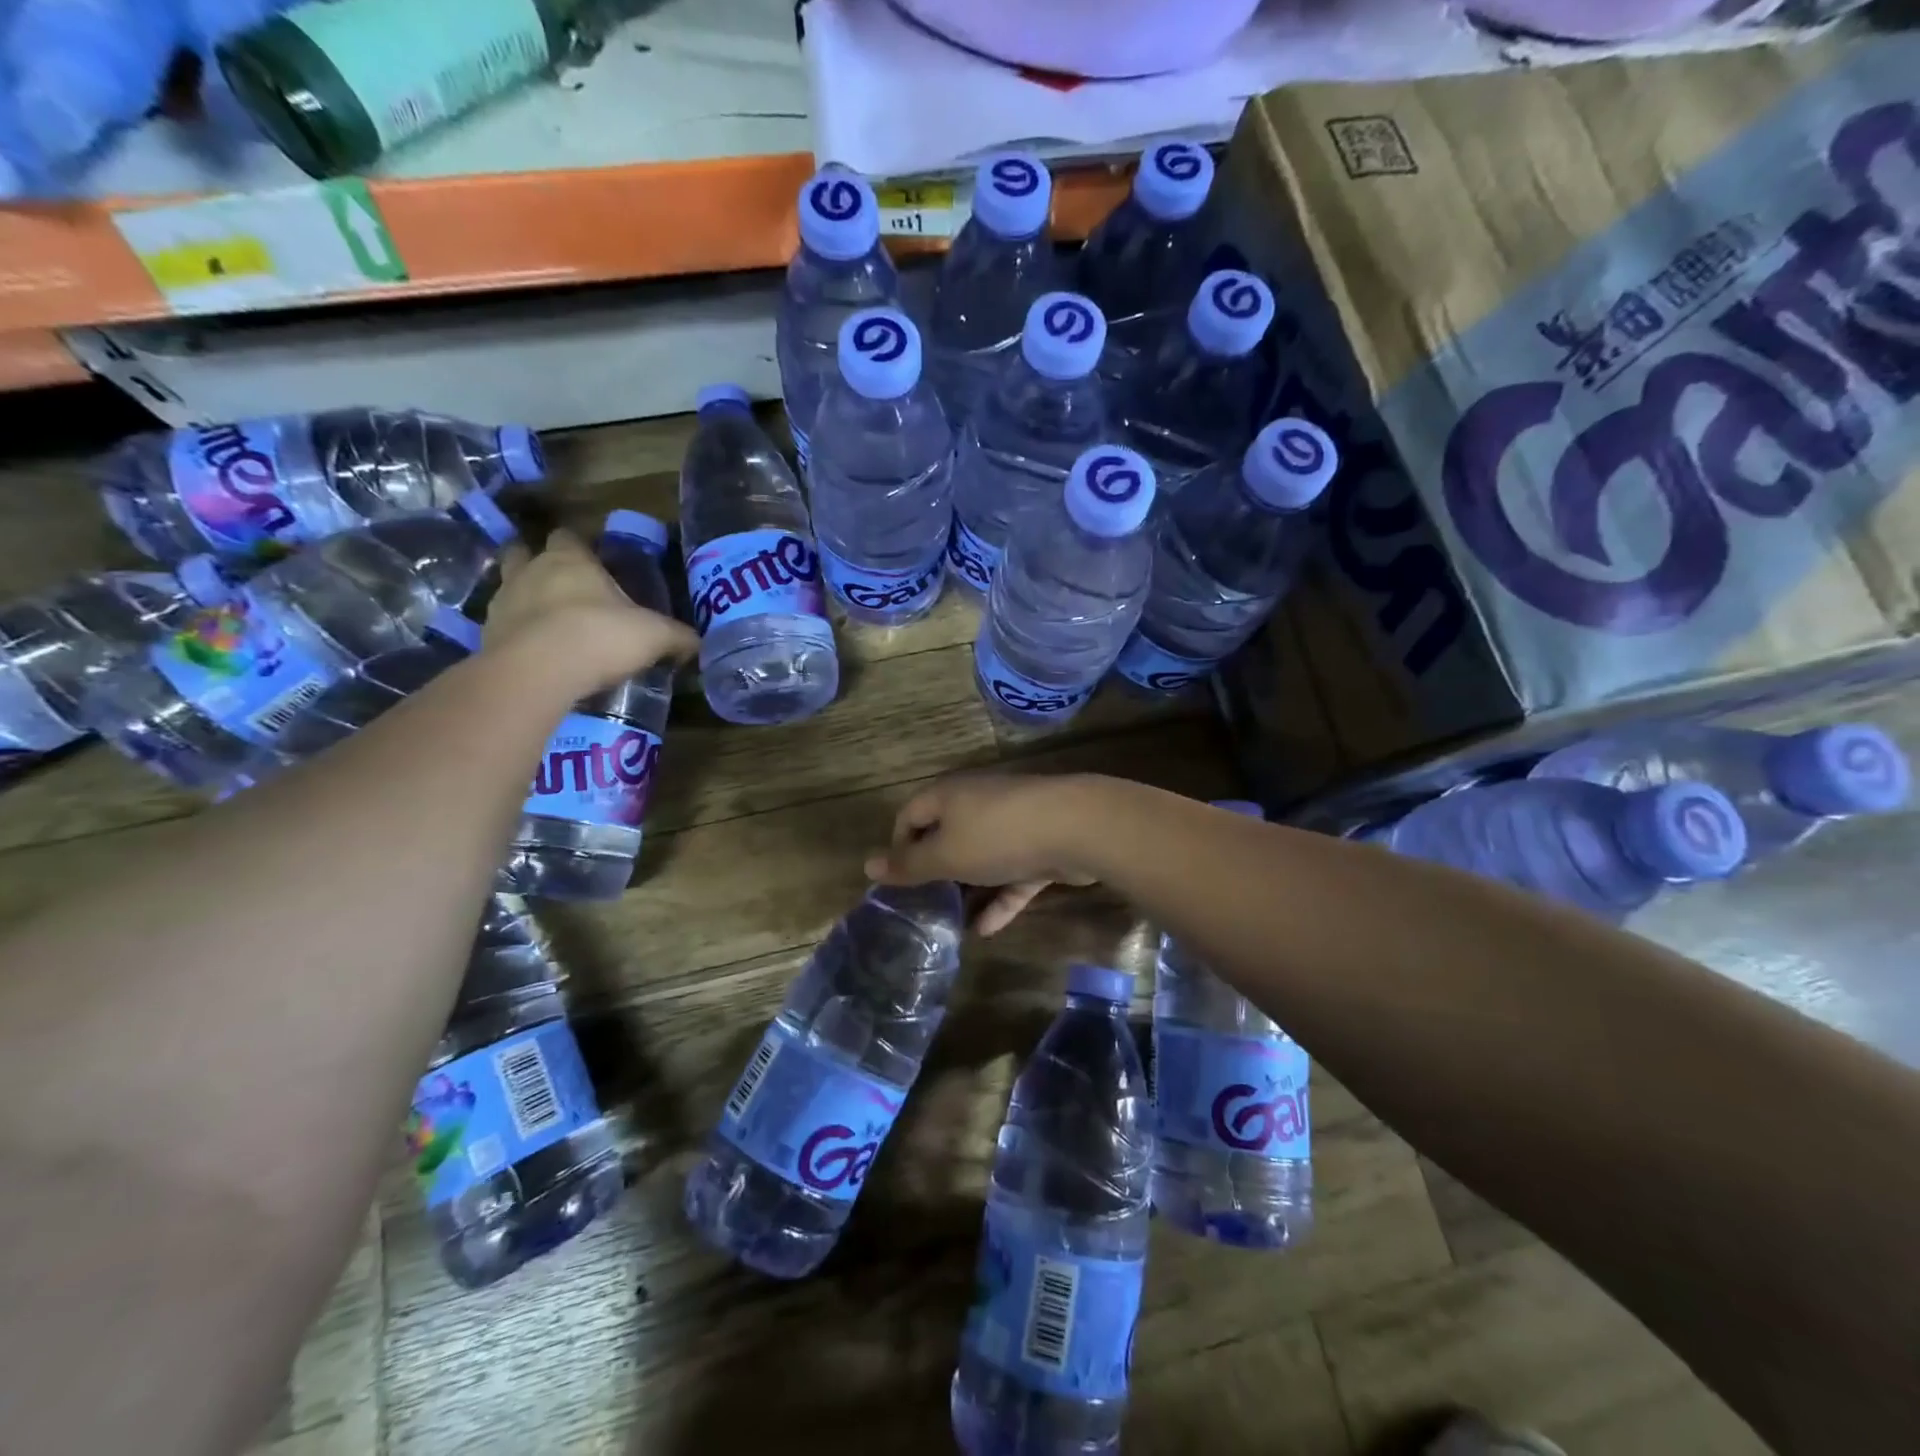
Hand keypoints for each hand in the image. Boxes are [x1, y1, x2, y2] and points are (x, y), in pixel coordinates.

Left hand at [483, 530, 698, 691]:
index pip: (569, 536)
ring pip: (508, 587)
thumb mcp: (654, 636)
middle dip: (538, 562)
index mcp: (571, 560)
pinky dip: (516, 634)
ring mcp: (502, 602)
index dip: (579, 546)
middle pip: (523, 552)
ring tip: (548, 621)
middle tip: (562, 584)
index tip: (593, 561)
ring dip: (524, 598)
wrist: (538, 673)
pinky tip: (535, 653)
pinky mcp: (486, 635)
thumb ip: (677, 637)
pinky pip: (501, 626)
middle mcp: (531, 571)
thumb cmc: (600, 636)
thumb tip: (697, 642)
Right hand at [865, 773, 1103, 935]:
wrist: (1076, 828)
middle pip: (946, 837)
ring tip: (950, 925)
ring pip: (981, 859)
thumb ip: (908, 864)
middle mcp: (977, 804)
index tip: (896, 883)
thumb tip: (867, 865)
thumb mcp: (944, 855)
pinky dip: (999, 900)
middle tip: (921, 908)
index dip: (898, 847)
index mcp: (948, 796)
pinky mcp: (1040, 849)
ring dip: (968, 890)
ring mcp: (1012, 826)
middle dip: (935, 872)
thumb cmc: (997, 836)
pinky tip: (986, 930)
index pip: (909, 815)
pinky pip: (1011, 876)